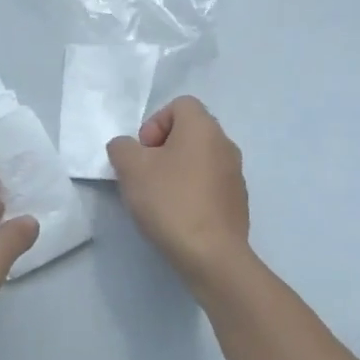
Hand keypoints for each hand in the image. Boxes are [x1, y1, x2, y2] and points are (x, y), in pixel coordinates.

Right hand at [106, 96, 251, 279]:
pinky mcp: (237, 202)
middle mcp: (225, 144)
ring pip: (198, 159)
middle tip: (145, 174)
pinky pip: (208, 184)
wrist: (211, 255)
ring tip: (158, 198)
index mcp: (203, 128)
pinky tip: (177, 215)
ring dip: (175, 171)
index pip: (179, 105)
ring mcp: (235, 175)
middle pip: (188, 132)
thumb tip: (127, 148)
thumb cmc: (170, 201)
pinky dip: (191, 191)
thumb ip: (122, 148)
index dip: (154, 123)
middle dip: (162, 148)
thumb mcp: (130, 168)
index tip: (143, 152)